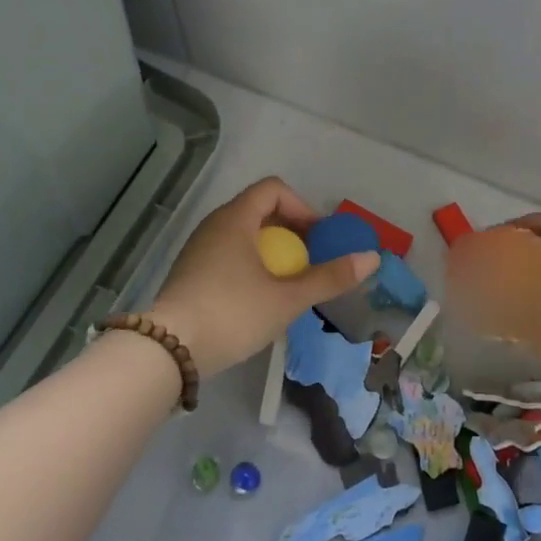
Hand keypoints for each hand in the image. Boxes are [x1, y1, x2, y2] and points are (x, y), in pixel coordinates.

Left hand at [148, 177, 379, 377]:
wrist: (168, 351)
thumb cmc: (233, 313)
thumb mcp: (287, 298)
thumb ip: (329, 277)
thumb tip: (372, 257)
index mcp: (236, 218)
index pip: (274, 189)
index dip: (302, 208)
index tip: (317, 240)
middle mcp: (214, 225)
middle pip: (259, 210)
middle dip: (290, 232)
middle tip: (307, 263)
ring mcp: (197, 248)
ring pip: (242, 234)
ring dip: (270, 251)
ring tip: (286, 283)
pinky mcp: (189, 272)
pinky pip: (227, 253)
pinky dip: (249, 264)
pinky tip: (256, 299)